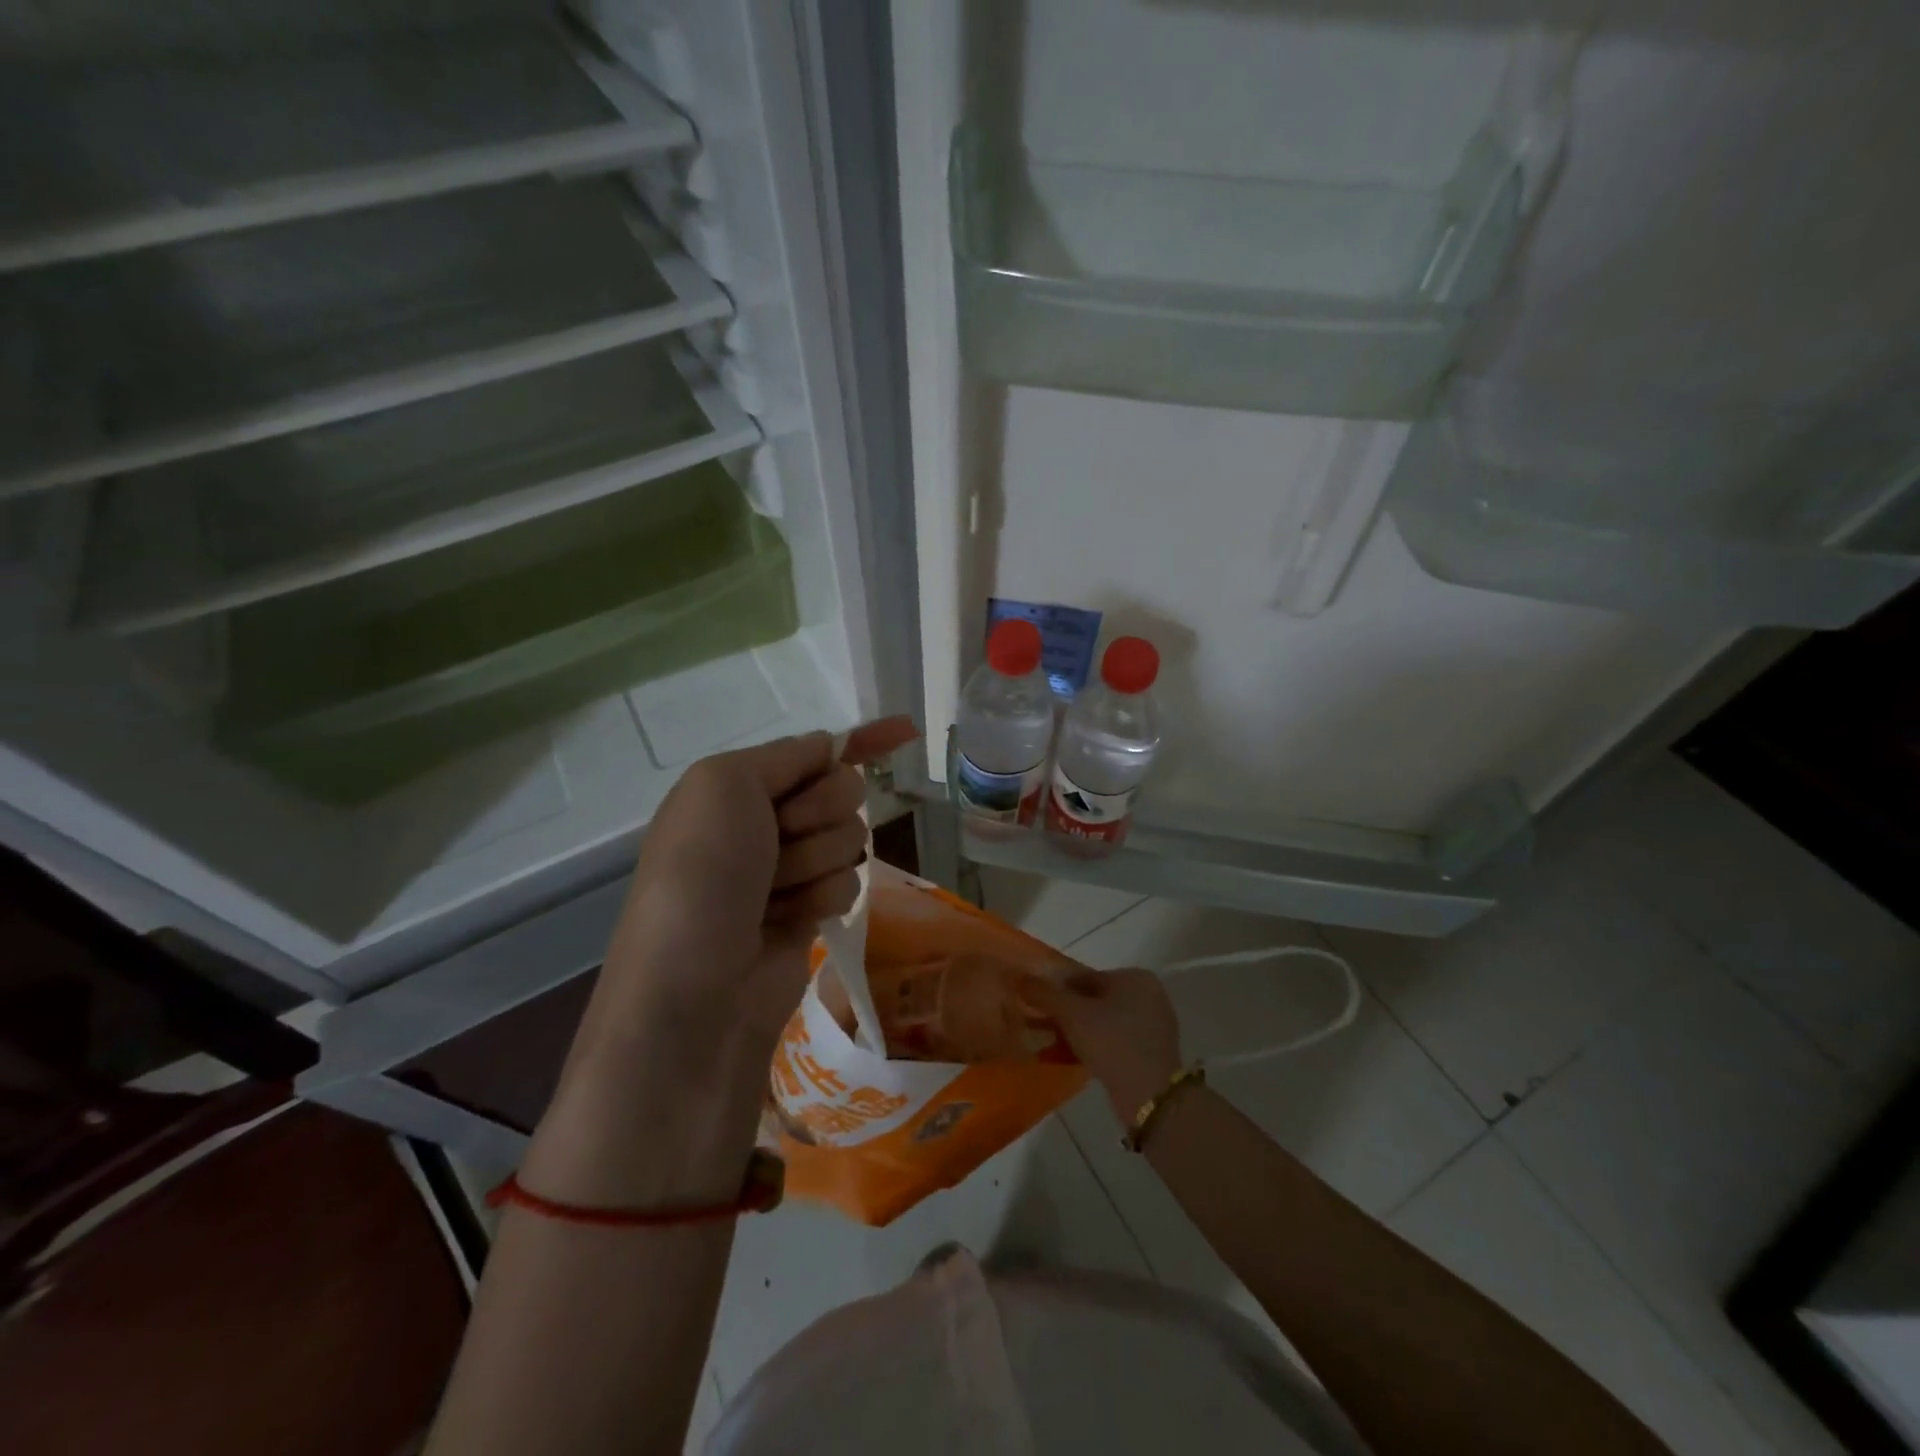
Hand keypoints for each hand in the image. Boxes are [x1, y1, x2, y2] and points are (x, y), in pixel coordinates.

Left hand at [601, 717, 918, 1052]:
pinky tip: (787, 921)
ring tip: (772, 894)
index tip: (907, 730)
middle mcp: (764, 822)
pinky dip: (821, 898)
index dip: (859, 739)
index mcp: (737, 786)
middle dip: (818, 812)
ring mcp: (789, 869)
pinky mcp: (811, 910)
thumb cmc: (702, 873)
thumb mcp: (723, 785)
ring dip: (814, 862)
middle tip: (779, 838)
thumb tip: (831, 746)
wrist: (694, 989)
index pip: (813, 751)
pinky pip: (848, 881)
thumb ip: (785, 755)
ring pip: (849, 838)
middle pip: (841, 791)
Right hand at [1026, 969, 1182, 1123]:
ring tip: (1055, 1046)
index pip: (1085, 977)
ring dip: (1079, 1032)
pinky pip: (1116, 1041)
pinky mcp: (1153, 1052)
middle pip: (1095, 999)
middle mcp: (1149, 995)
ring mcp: (1154, 1024)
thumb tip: (1020, 978)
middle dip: (1068, 1013)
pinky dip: (1096, 1046)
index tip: (1038, 1007)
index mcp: (1135, 977)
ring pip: (1104, 1021)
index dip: (1057, 990)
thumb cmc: (1111, 1042)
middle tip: (1044, 1027)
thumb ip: (1044, 993)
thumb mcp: (1071, 1014)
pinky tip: (1077, 1059)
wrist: (1151, 1095)